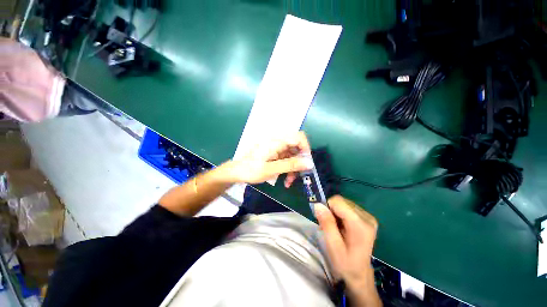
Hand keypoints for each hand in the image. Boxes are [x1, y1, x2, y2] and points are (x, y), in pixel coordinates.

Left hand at [224, 132, 312, 185]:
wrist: (236, 172)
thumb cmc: (251, 170)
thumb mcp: (271, 169)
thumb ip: (290, 165)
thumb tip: (310, 163)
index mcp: (276, 141)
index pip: (299, 137)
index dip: (306, 148)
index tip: (306, 163)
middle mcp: (278, 142)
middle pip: (296, 147)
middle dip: (299, 162)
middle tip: (299, 175)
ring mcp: (276, 148)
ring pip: (292, 155)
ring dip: (293, 168)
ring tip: (289, 182)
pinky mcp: (274, 154)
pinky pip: (286, 159)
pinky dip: (288, 168)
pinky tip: (285, 179)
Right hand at [314, 196, 380, 305]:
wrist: (359, 273)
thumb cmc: (345, 263)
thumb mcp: (333, 246)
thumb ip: (326, 224)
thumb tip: (318, 205)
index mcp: (360, 225)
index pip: (338, 202)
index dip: (327, 208)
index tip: (324, 221)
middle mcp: (367, 217)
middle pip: (341, 202)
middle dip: (331, 211)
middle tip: (329, 227)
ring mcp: (368, 217)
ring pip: (343, 203)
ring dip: (335, 213)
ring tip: (335, 228)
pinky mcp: (367, 217)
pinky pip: (348, 207)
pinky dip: (340, 214)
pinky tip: (341, 226)